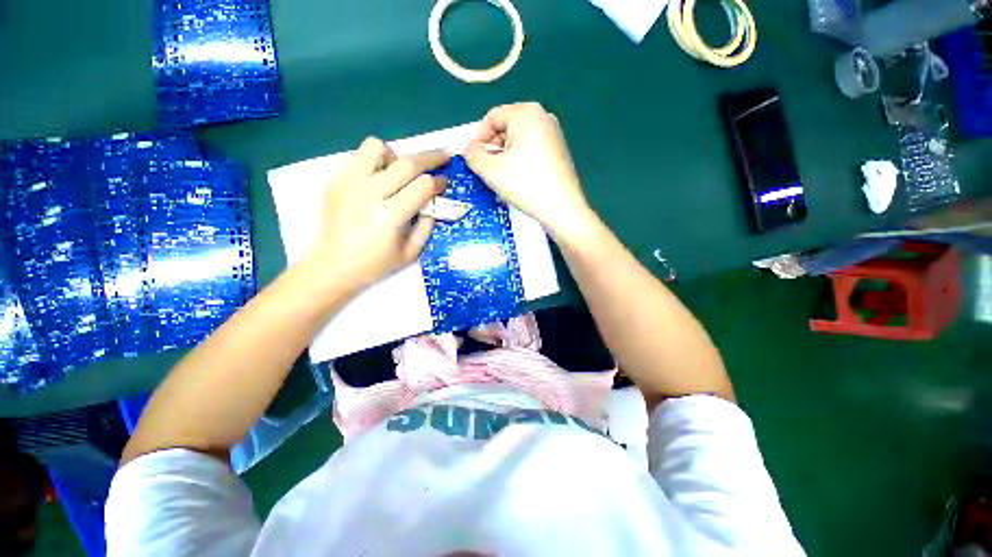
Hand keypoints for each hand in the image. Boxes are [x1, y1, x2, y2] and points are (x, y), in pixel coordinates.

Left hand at [304, 138, 448, 294]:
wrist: (331, 267)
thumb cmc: (374, 265)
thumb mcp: (410, 254)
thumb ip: (427, 227)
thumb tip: (433, 204)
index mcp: (390, 215)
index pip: (422, 186)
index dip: (439, 182)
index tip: (445, 183)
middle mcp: (369, 193)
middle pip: (406, 162)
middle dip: (431, 157)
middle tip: (443, 156)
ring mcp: (348, 183)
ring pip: (377, 147)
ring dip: (395, 156)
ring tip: (399, 172)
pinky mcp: (334, 180)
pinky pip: (357, 156)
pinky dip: (373, 163)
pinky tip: (377, 180)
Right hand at [465, 102, 596, 241]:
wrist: (562, 209)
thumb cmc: (525, 185)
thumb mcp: (491, 170)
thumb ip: (473, 155)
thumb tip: (469, 148)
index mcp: (526, 113)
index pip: (492, 117)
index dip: (478, 138)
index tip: (473, 159)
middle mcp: (543, 117)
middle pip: (506, 127)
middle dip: (492, 147)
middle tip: (486, 170)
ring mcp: (554, 134)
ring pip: (518, 140)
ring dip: (505, 156)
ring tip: (501, 177)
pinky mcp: (559, 151)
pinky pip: (531, 149)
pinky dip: (519, 160)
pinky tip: (518, 179)